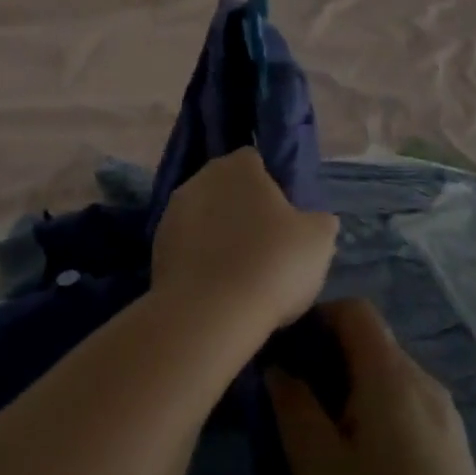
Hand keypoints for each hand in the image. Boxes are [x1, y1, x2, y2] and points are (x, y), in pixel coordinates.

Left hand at [151, 148, 337, 334]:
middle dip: (241, 209)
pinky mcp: (156, 246)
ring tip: (239, 271)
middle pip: (226, 188)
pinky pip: (186, 245)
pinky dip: (199, 258)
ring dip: (217, 234)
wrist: (210, 312)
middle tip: (264, 245)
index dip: (271, 187)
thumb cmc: (272, 264)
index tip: (284, 218)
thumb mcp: (319, 240)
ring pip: (203, 216)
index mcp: (239, 166)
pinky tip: (215, 285)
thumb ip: (318, 220)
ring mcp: (172, 212)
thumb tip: (314, 219)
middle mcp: (200, 178)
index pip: (256, 162)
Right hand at [266, 299, 475, 474]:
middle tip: (298, 402)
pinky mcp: (453, 446)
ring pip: (388, 378)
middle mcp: (422, 380)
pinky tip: (366, 467)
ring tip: (327, 439)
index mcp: (389, 374)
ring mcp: (444, 414)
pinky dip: (378, 415)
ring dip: (353, 392)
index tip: (290, 351)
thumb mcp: (319, 467)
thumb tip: (279, 371)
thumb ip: (294, 409)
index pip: (355, 310)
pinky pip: (406, 407)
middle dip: (330, 360)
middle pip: (371, 343)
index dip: (319, 317)